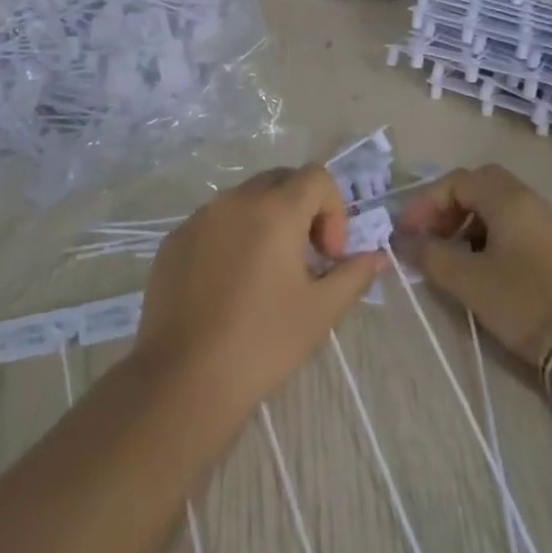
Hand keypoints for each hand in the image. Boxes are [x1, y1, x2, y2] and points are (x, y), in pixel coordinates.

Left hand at [131, 166, 387, 415]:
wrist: (185, 376)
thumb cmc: (263, 341)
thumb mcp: (321, 310)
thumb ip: (353, 274)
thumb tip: (376, 257)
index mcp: (274, 210)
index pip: (316, 176)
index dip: (333, 209)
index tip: (328, 256)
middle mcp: (234, 200)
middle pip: (279, 180)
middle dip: (301, 209)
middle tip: (305, 259)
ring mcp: (199, 218)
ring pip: (243, 200)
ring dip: (265, 222)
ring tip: (265, 274)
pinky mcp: (174, 240)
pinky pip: (212, 222)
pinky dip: (230, 238)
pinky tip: (227, 286)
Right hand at [398, 165, 551, 366]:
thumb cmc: (523, 301)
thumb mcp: (466, 280)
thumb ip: (429, 254)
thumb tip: (403, 240)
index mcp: (507, 198)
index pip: (456, 181)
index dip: (425, 203)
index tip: (407, 233)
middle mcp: (530, 199)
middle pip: (479, 185)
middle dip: (448, 206)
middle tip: (431, 235)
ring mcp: (549, 222)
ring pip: (498, 205)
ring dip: (468, 221)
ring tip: (452, 254)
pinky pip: (515, 224)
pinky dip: (490, 234)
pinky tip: (482, 265)